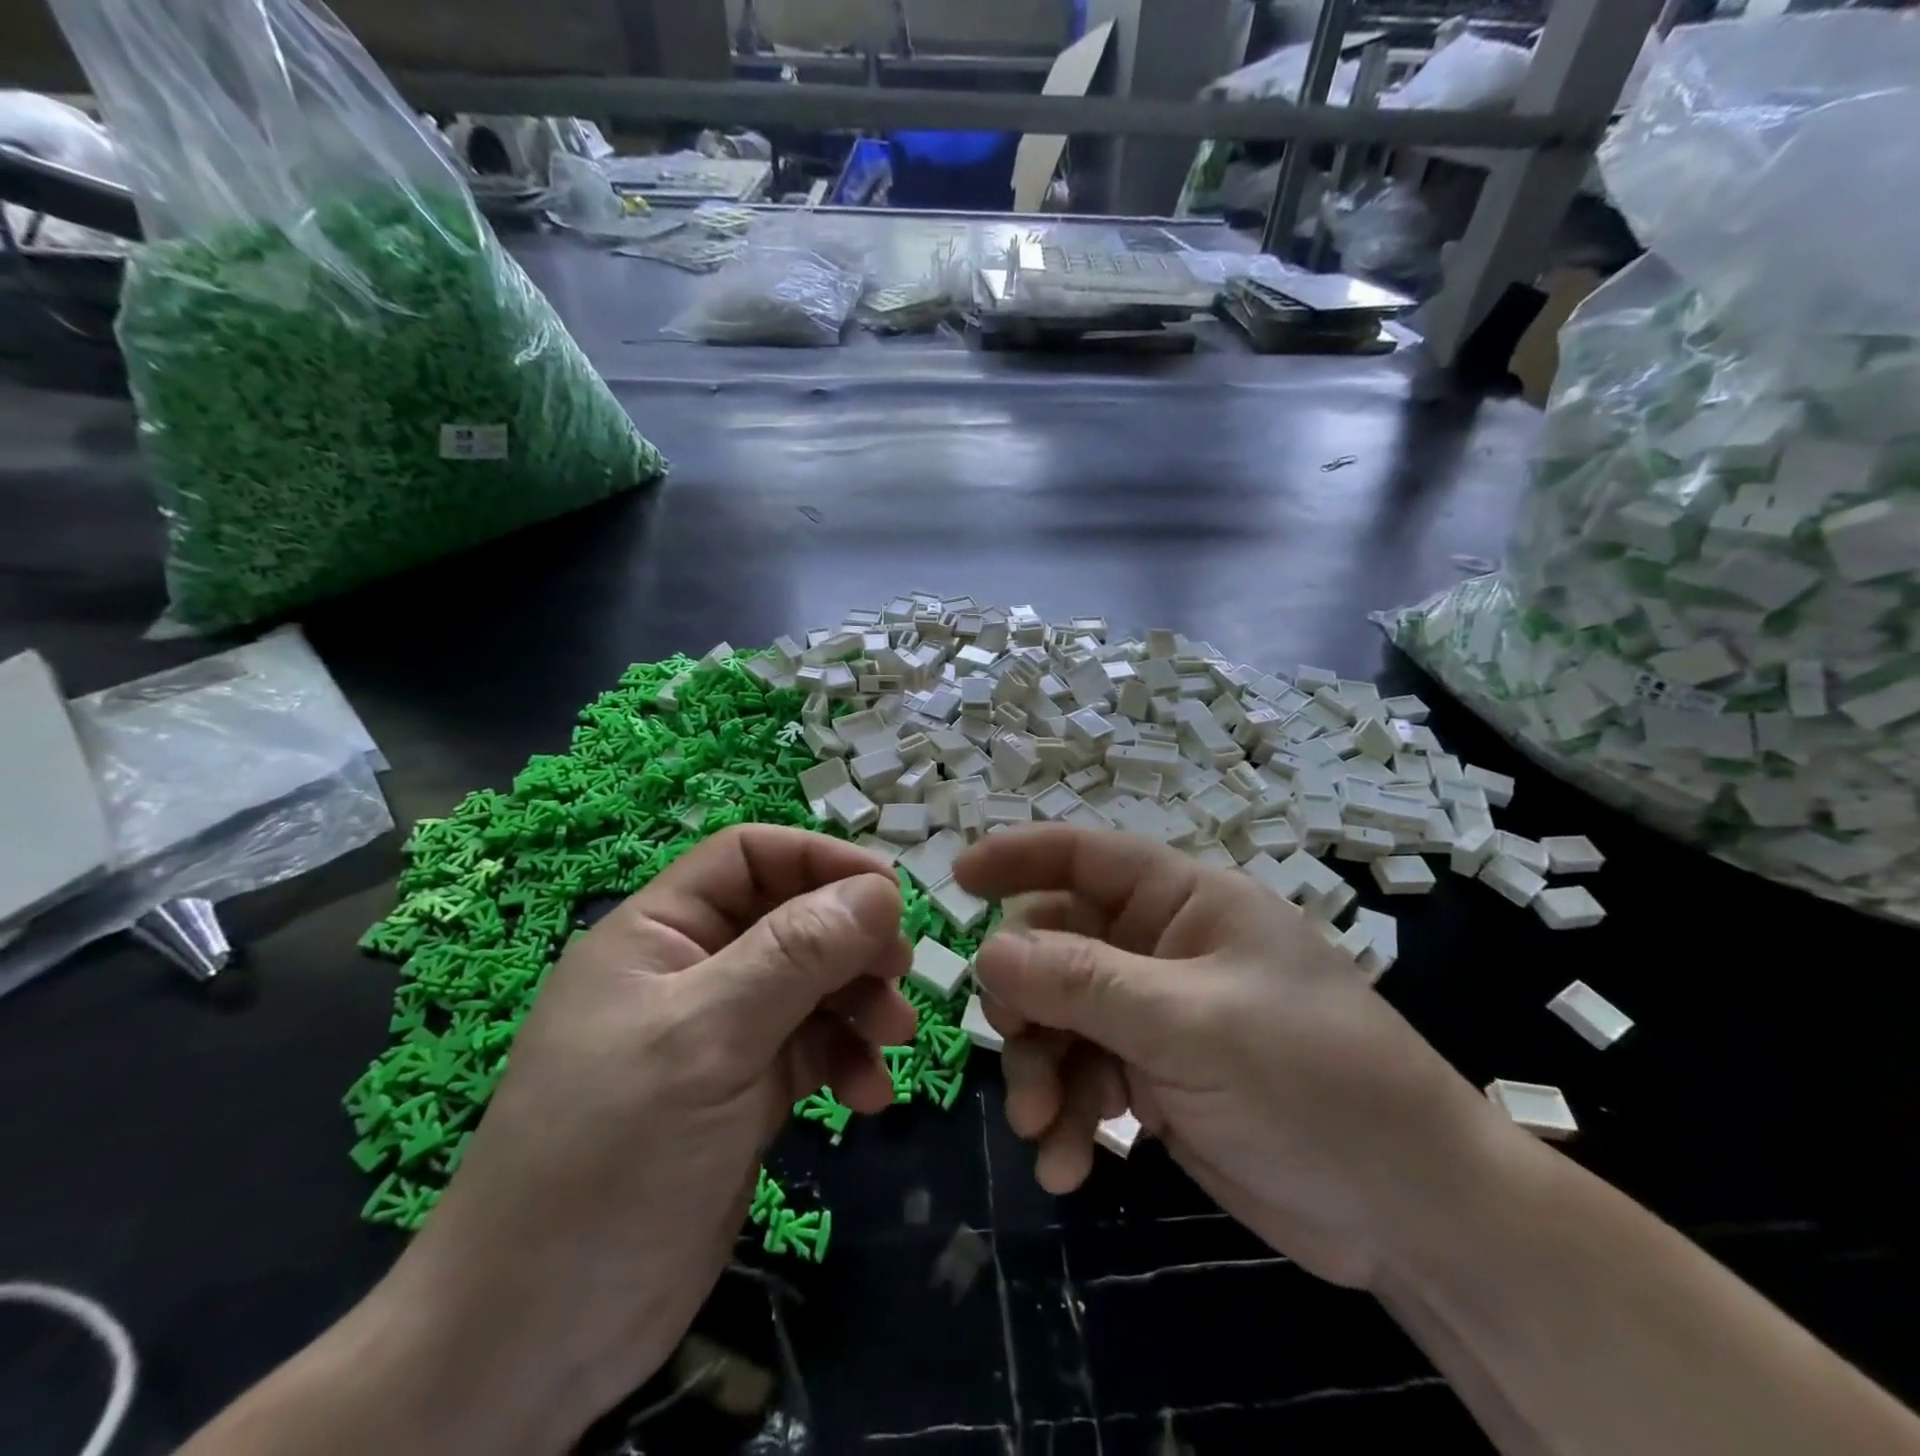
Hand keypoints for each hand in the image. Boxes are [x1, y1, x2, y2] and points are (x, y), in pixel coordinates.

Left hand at [381, 825, 914, 1445]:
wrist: (538, 1337)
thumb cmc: (611, 1154)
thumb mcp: (707, 1037)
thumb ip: (796, 955)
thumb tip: (880, 889)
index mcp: (659, 933)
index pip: (748, 857)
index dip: (819, 859)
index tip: (889, 892)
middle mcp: (690, 972)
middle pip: (790, 920)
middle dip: (850, 940)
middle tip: (901, 970)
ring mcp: (717, 1035)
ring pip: (809, 986)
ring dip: (858, 1002)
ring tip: (895, 1036)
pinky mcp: (741, 1094)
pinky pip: (810, 1050)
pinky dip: (845, 1060)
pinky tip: (868, 1096)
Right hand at [954, 826, 1514, 1290]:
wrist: (1411, 1211)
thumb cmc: (1314, 1081)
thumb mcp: (1192, 1023)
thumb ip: (1086, 982)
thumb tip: (988, 950)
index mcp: (1183, 902)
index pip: (1085, 854)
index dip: (1018, 855)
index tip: (955, 880)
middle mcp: (1162, 948)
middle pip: (1057, 946)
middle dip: (1028, 1000)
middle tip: (1017, 1050)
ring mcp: (1156, 1015)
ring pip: (1061, 1018)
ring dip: (1042, 1072)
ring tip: (1046, 1131)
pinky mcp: (1156, 1078)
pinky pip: (1085, 1077)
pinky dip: (1069, 1116)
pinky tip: (1070, 1166)